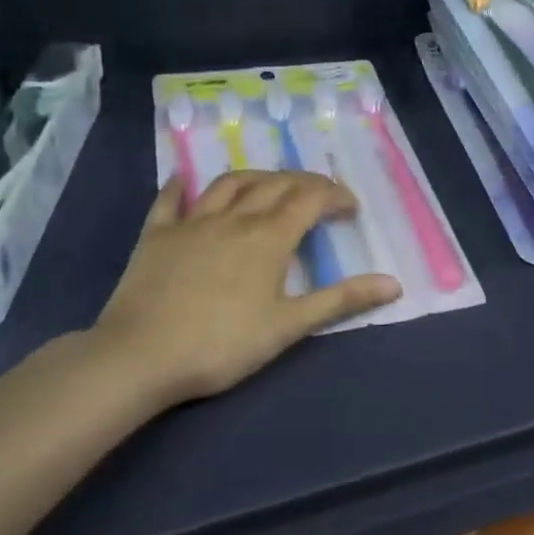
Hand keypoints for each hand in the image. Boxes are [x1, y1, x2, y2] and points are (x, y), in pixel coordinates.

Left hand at [86, 171, 402, 402]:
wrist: (139, 357)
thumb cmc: (222, 344)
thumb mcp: (288, 326)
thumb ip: (340, 300)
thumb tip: (394, 283)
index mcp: (269, 237)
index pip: (310, 199)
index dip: (335, 197)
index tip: (350, 209)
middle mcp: (235, 217)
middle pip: (275, 184)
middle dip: (304, 183)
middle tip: (320, 195)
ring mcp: (192, 222)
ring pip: (230, 183)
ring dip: (257, 177)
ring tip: (271, 184)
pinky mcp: (156, 235)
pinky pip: (170, 200)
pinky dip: (181, 185)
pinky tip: (185, 178)